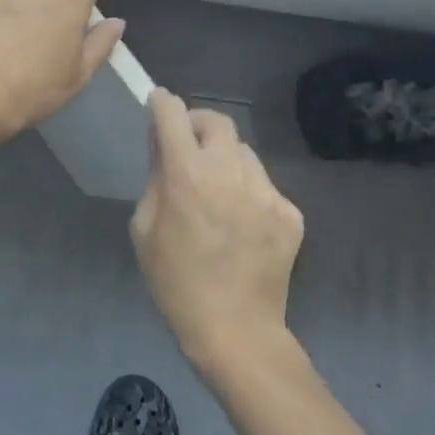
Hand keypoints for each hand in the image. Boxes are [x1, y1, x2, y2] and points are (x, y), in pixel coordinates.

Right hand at [132, 90, 304, 376]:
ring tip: (217, 188)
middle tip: (188, 144)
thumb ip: (155, 180)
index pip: (173, 114)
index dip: (162, 103)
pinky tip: (241, 221)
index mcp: (187, 173)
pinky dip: (248, 191)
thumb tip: (164, 150)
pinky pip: (264, 185)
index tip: (158, 104)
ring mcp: (266, 191)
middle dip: (197, 123)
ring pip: (244, 152)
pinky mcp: (290, 212)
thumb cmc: (175, 282)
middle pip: (217, 121)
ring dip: (225, 158)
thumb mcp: (144, 228)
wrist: (236, 331)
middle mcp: (229, 171)